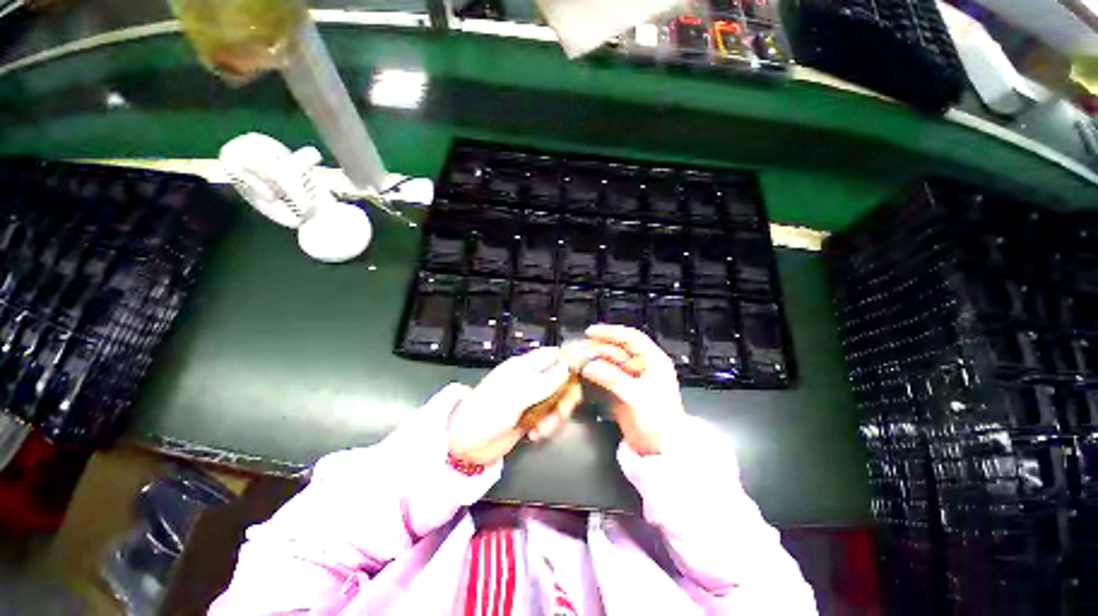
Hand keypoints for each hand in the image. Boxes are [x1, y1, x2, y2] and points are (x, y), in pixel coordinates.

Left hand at [448, 347, 582, 465]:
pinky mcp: (532, 417)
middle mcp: (531, 379)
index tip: (580, 377)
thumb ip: (541, 384)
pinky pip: (552, 417)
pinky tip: (535, 436)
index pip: (552, 355)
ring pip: (559, 400)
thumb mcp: (512, 399)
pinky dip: (549, 427)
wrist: (464, 447)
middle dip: (565, 398)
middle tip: (559, 414)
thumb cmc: (484, 415)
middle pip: (562, 379)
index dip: (569, 361)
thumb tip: (567, 367)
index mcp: (523, 367)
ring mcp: (533, 398)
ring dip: (556, 417)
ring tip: (541, 431)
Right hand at [580, 325, 686, 455]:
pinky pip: (606, 375)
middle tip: (576, 349)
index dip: (611, 332)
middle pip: (617, 349)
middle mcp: (643, 365)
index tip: (590, 332)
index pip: (631, 337)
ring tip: (576, 360)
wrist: (661, 449)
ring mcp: (632, 378)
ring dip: (593, 360)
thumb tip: (587, 366)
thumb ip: (611, 378)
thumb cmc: (657, 420)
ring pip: (610, 362)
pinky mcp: (623, 390)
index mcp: (653, 360)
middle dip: (597, 348)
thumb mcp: (636, 396)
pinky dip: (595, 373)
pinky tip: (582, 372)